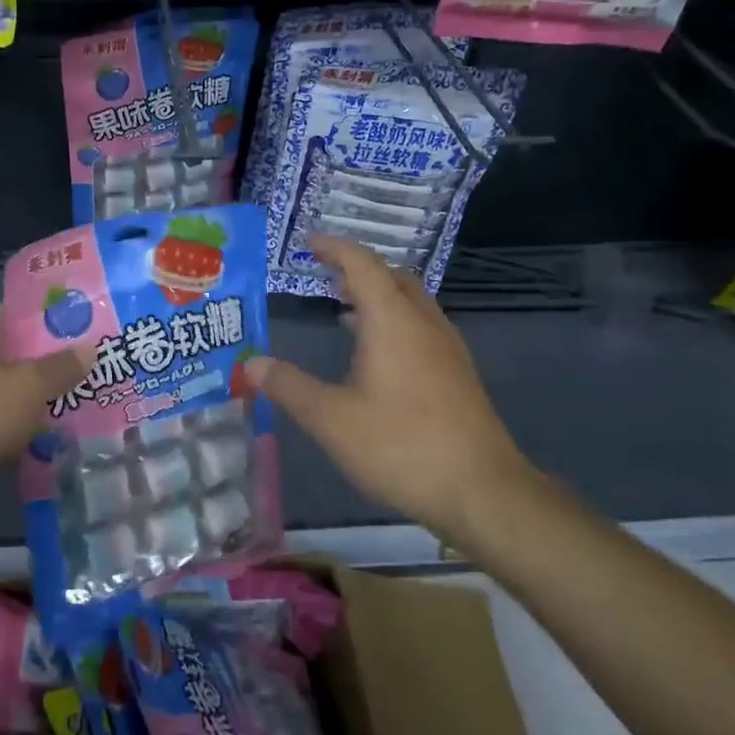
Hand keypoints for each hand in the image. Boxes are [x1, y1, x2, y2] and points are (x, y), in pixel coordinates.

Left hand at [0, 305, 87, 524]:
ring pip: (11, 384)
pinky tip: (57, 426)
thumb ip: (61, 366)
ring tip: (84, 395)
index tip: (89, 329)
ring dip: (41, 392)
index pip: (19, 314)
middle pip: (17, 350)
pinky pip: (1, 412)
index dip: (56, 320)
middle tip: (93, 365)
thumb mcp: (27, 388)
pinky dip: (24, 417)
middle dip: (53, 360)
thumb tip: (90, 348)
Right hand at [246, 235, 532, 538]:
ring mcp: (447, 349)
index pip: (362, 264)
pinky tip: (377, 356)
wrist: (482, 491)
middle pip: (392, 277)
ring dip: (379, 296)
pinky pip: (421, 327)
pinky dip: (394, 321)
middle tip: (326, 275)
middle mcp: (423, 324)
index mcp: (392, 321)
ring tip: (345, 309)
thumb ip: (289, 386)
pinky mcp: (458, 374)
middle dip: (359, 269)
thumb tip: (251, 364)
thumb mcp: (331, 418)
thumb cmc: (401, 445)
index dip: (334, 248)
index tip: (308, 243)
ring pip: (411, 302)